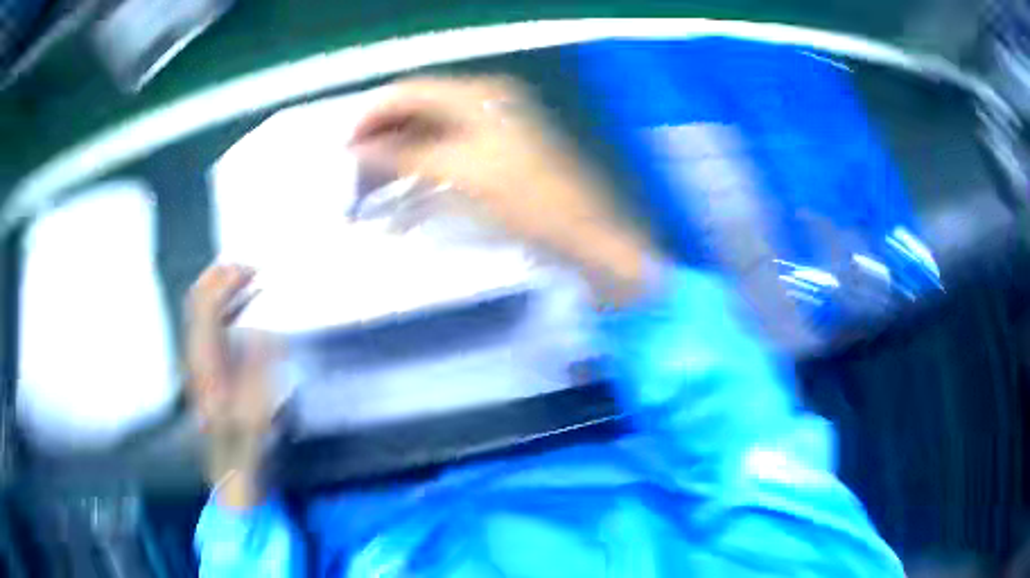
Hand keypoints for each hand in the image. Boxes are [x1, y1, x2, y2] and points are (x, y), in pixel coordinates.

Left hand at [185, 264, 276, 499]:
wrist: (228, 461)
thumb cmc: (245, 439)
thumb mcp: (258, 405)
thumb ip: (259, 366)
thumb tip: (264, 329)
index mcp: (205, 360)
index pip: (206, 306)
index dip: (227, 282)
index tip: (253, 272)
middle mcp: (195, 351)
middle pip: (198, 299)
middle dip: (222, 276)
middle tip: (252, 268)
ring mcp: (197, 354)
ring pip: (201, 306)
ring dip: (224, 286)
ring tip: (250, 276)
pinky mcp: (205, 359)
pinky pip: (210, 320)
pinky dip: (226, 303)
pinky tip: (246, 301)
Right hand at [351, 76, 653, 304]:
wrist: (583, 234)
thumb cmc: (528, 200)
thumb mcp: (461, 172)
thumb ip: (405, 155)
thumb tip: (359, 147)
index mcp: (478, 95)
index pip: (411, 91)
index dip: (373, 114)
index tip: (343, 145)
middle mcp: (484, 102)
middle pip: (418, 109)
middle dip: (383, 136)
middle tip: (353, 168)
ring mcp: (491, 128)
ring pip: (429, 132)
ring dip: (398, 155)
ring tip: (369, 185)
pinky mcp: (495, 155)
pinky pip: (446, 153)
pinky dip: (421, 171)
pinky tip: (402, 197)